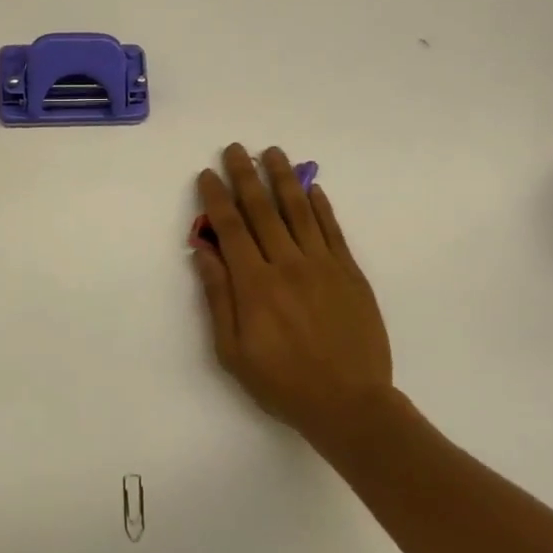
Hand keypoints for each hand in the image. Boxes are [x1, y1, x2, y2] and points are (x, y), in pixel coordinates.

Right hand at [193, 144, 394, 453]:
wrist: (350, 404)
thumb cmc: (283, 383)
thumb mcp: (233, 351)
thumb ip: (218, 296)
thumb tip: (202, 251)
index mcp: (255, 284)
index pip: (231, 228)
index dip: (217, 198)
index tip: (207, 174)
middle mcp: (287, 264)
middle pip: (262, 209)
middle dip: (245, 175)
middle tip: (235, 148)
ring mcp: (323, 265)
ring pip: (299, 210)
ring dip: (283, 178)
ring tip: (272, 152)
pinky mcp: (350, 272)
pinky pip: (332, 229)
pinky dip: (321, 205)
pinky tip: (312, 186)